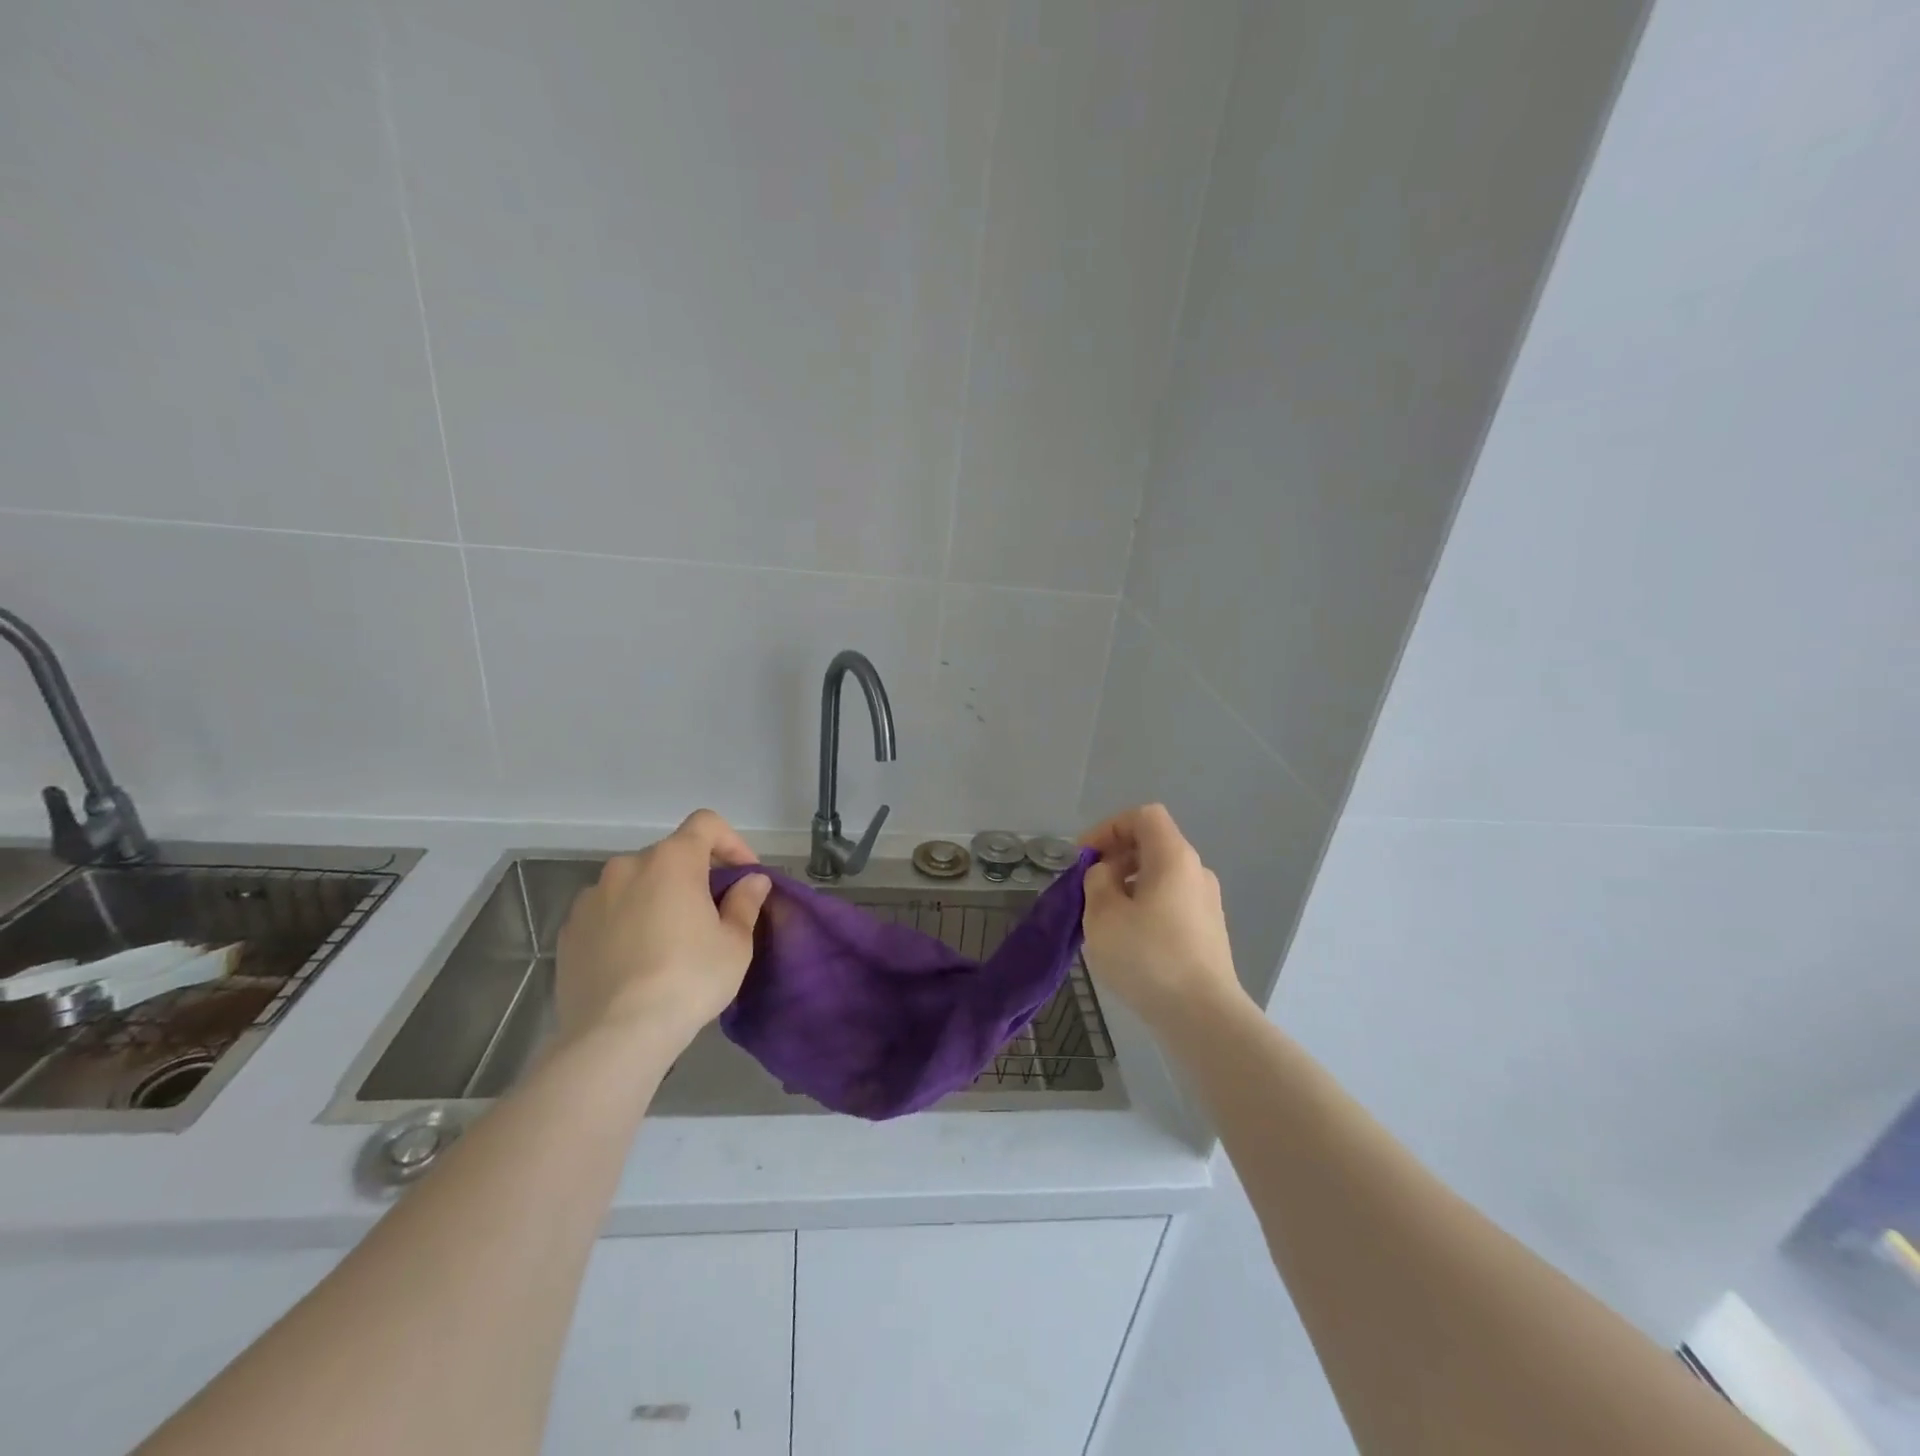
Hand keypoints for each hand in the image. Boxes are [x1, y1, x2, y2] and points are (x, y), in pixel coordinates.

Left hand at [555, 809, 771, 1056]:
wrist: (616, 1035)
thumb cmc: (689, 979)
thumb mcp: (735, 944)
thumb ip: (745, 902)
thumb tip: (753, 881)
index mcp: (671, 861)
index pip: (706, 824)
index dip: (731, 842)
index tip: (744, 876)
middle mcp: (627, 867)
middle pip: (670, 855)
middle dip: (694, 876)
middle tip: (711, 915)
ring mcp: (591, 898)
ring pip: (635, 884)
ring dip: (657, 898)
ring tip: (669, 941)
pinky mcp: (567, 931)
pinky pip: (607, 913)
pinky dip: (626, 922)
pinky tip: (636, 961)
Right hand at [1079, 804, 1247, 1029]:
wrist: (1202, 1016)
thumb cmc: (1147, 957)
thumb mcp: (1102, 914)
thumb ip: (1096, 881)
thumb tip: (1107, 875)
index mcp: (1173, 857)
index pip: (1143, 817)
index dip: (1108, 828)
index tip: (1084, 858)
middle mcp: (1196, 872)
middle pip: (1152, 845)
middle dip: (1115, 859)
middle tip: (1089, 889)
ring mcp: (1207, 903)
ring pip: (1160, 877)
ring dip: (1128, 886)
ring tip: (1104, 919)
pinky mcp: (1209, 932)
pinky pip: (1171, 903)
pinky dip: (1145, 907)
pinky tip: (1129, 941)